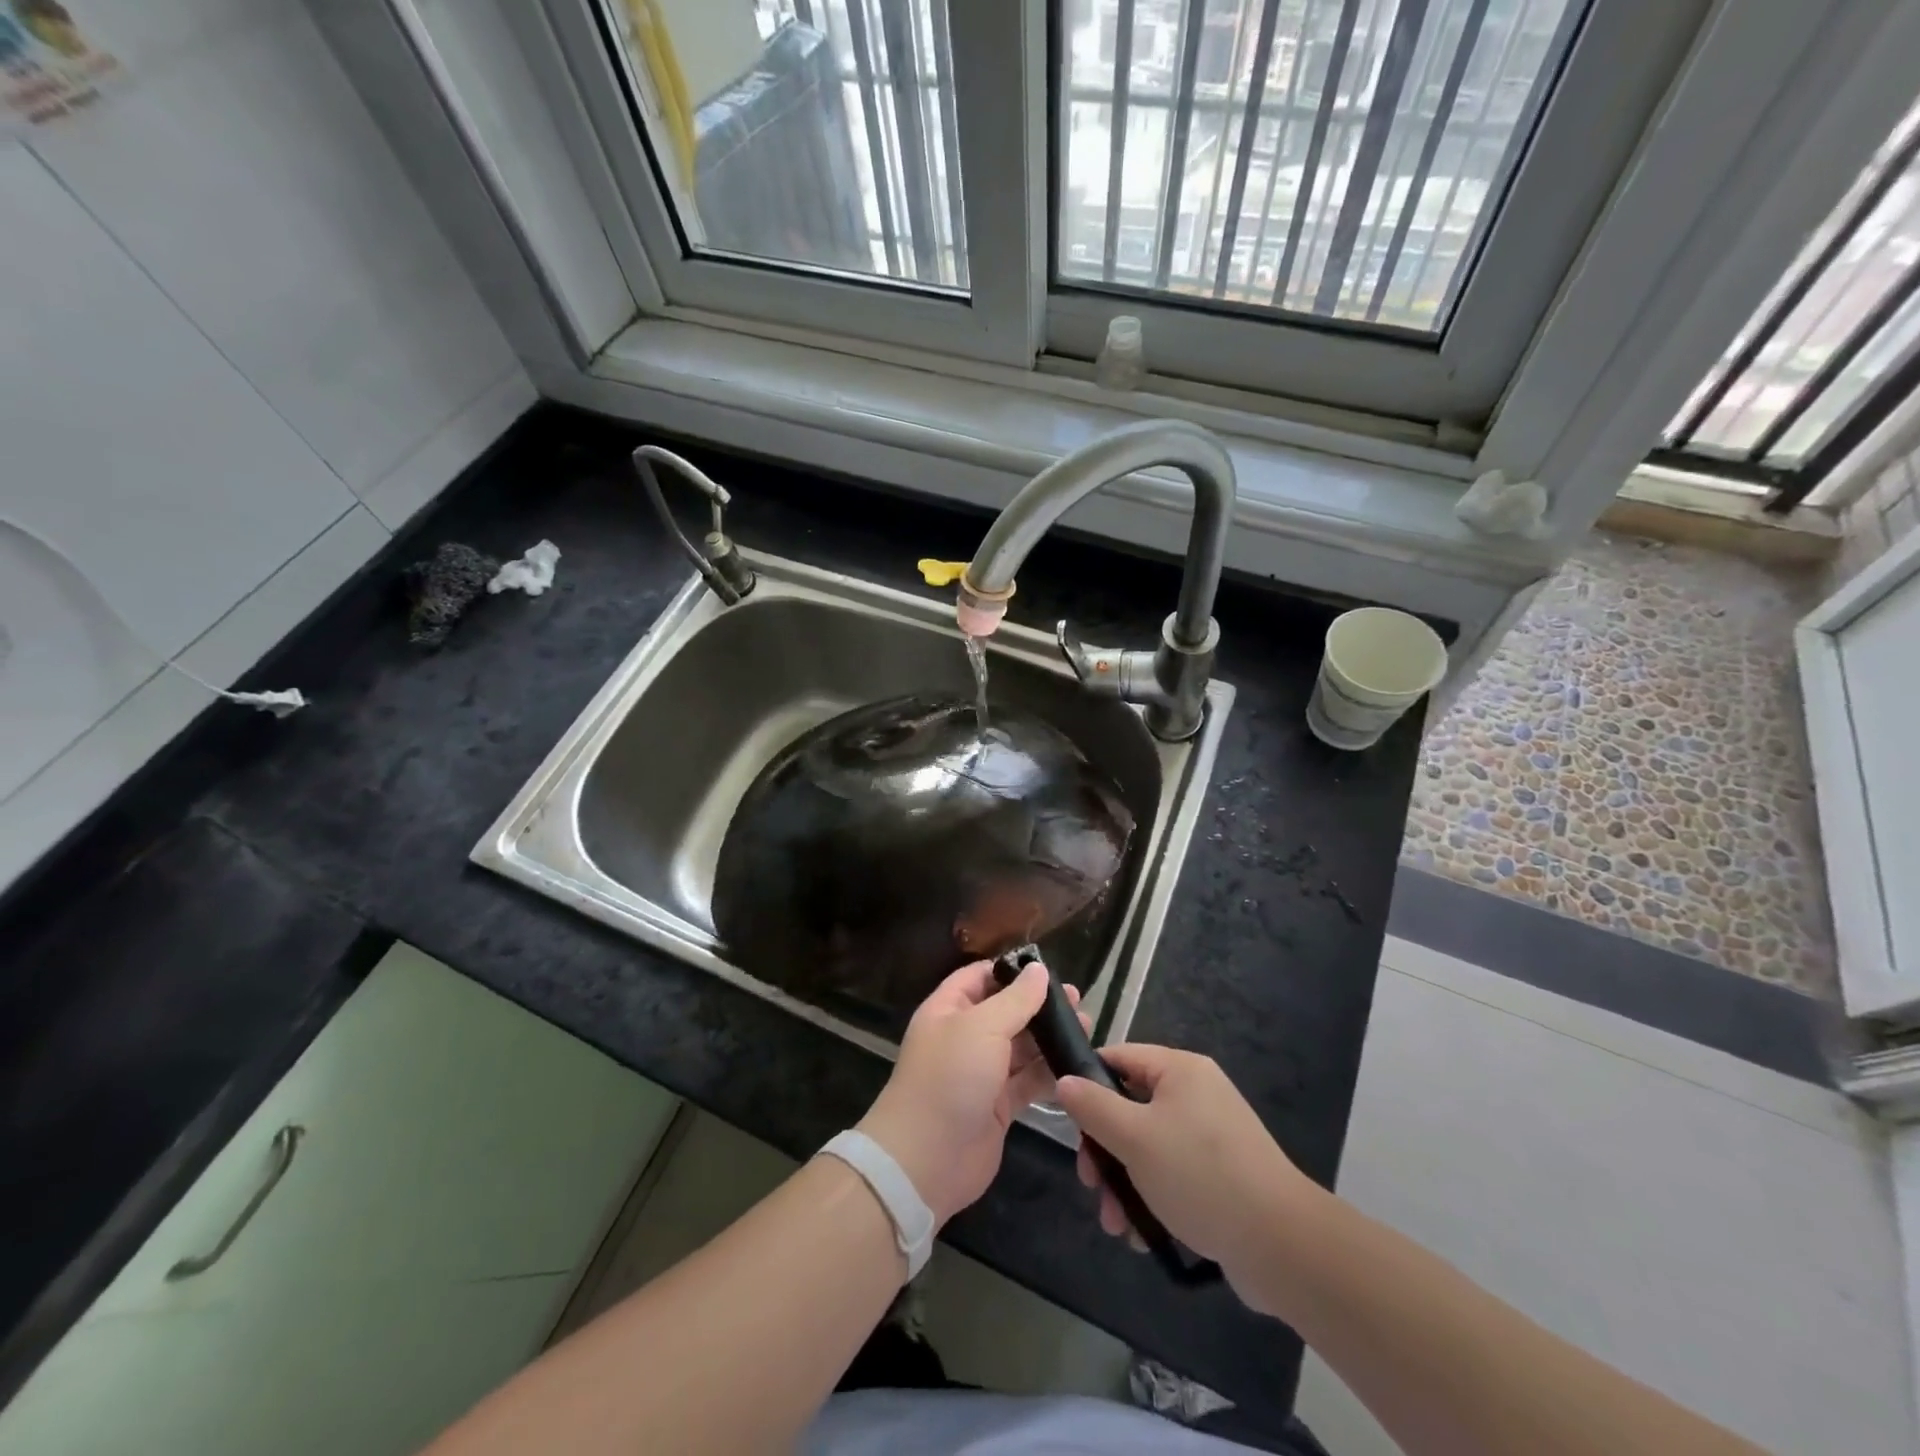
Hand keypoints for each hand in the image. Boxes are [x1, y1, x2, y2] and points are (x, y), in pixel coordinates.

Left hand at [856, 960, 1081, 1225]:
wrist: (927, 1159)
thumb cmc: (950, 1078)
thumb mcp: (982, 1027)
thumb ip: (1015, 999)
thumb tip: (1038, 969)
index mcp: (949, 1010)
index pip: (980, 977)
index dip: (1011, 970)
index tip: (1048, 970)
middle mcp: (964, 1037)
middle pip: (1005, 1011)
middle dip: (1039, 1005)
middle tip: (1077, 1001)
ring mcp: (982, 1073)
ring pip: (1020, 1047)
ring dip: (1049, 1038)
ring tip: (1085, 1028)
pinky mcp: (998, 1105)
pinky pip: (1028, 1081)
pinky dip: (1049, 1072)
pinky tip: (1076, 1064)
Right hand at [1054, 1045, 1313, 1314]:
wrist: (1281, 1245)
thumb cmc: (1200, 1175)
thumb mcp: (1134, 1137)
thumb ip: (1093, 1107)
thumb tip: (1064, 1080)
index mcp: (1180, 1069)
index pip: (1119, 1057)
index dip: (1087, 1083)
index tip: (1068, 1122)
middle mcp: (1196, 1094)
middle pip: (1130, 1108)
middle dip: (1105, 1150)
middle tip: (1090, 1184)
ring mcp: (1211, 1135)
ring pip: (1148, 1147)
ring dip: (1123, 1182)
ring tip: (1115, 1225)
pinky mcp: (1222, 1174)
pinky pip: (1173, 1173)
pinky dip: (1152, 1198)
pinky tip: (1142, 1234)